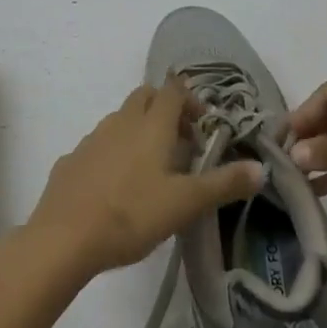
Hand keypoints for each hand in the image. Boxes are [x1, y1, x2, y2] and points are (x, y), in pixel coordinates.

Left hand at [28, 81, 264, 279]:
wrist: (64, 238)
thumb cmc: (131, 214)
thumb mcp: (185, 203)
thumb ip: (223, 184)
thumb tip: (261, 168)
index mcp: (152, 124)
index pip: (173, 90)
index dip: (190, 100)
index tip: (203, 126)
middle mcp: (122, 121)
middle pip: (146, 96)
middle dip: (165, 109)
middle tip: (181, 142)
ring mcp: (92, 138)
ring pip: (121, 119)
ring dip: (139, 130)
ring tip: (151, 168)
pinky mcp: (71, 159)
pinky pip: (98, 146)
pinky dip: (113, 154)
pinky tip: (115, 187)